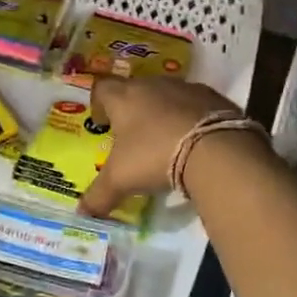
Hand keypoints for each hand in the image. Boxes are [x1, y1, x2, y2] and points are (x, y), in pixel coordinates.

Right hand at [76, 77, 241, 218]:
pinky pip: (195, 104)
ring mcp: (185, 87)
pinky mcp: (213, 97)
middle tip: (133, 136)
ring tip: (165, 139)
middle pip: (135, 89)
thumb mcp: (121, 180)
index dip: (99, 104)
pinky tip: (194, 140)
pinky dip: (190, 117)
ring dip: (163, 112)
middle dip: (132, 109)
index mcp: (124, 97)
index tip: (102, 123)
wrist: (214, 148)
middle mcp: (152, 84)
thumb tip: (82, 212)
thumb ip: (99, 195)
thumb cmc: (154, 155)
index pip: (102, 88)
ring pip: (166, 95)